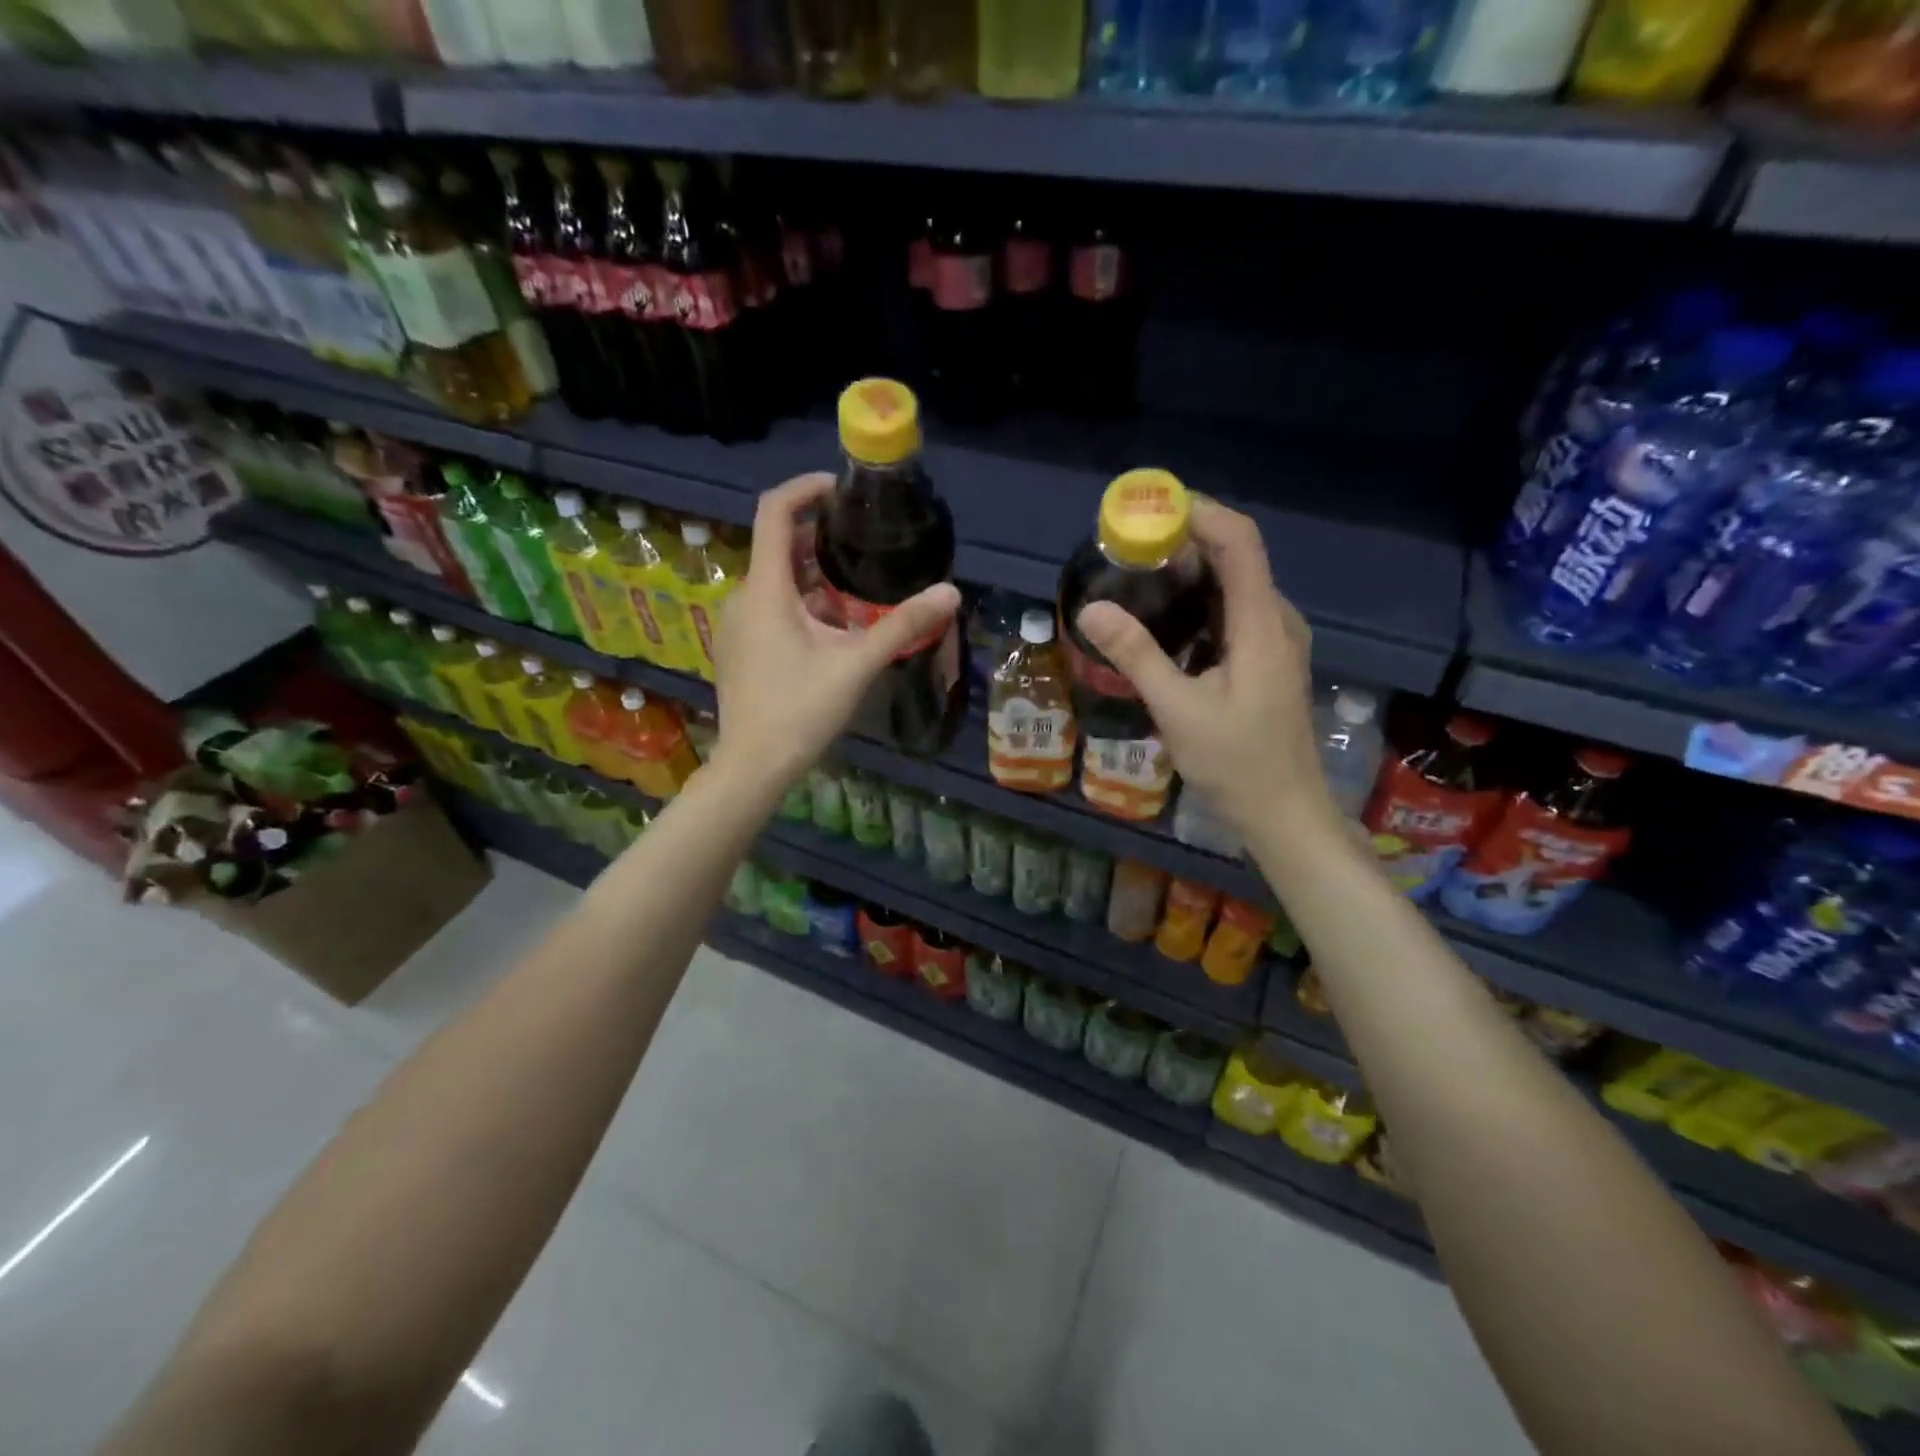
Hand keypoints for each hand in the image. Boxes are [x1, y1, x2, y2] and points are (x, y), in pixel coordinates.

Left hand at [711, 473, 960, 790]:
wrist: (754, 765)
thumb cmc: (801, 710)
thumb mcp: (857, 664)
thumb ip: (903, 624)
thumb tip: (950, 592)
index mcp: (766, 589)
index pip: (774, 512)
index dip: (805, 488)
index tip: (840, 489)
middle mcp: (743, 597)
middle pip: (779, 547)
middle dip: (819, 539)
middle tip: (863, 544)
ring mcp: (735, 624)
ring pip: (776, 582)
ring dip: (813, 576)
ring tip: (857, 589)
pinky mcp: (738, 648)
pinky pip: (769, 608)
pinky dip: (799, 603)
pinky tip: (831, 630)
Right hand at [1076, 499, 1335, 837]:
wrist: (1284, 813)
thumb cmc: (1235, 763)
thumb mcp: (1177, 709)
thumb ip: (1136, 654)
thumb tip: (1091, 607)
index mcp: (1261, 624)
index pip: (1239, 541)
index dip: (1199, 513)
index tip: (1149, 509)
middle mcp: (1276, 620)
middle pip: (1236, 556)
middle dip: (1184, 541)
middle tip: (1128, 548)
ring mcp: (1276, 640)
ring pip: (1234, 585)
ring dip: (1190, 573)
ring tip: (1137, 577)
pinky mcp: (1267, 660)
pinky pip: (1233, 612)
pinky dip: (1198, 602)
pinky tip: (1164, 622)